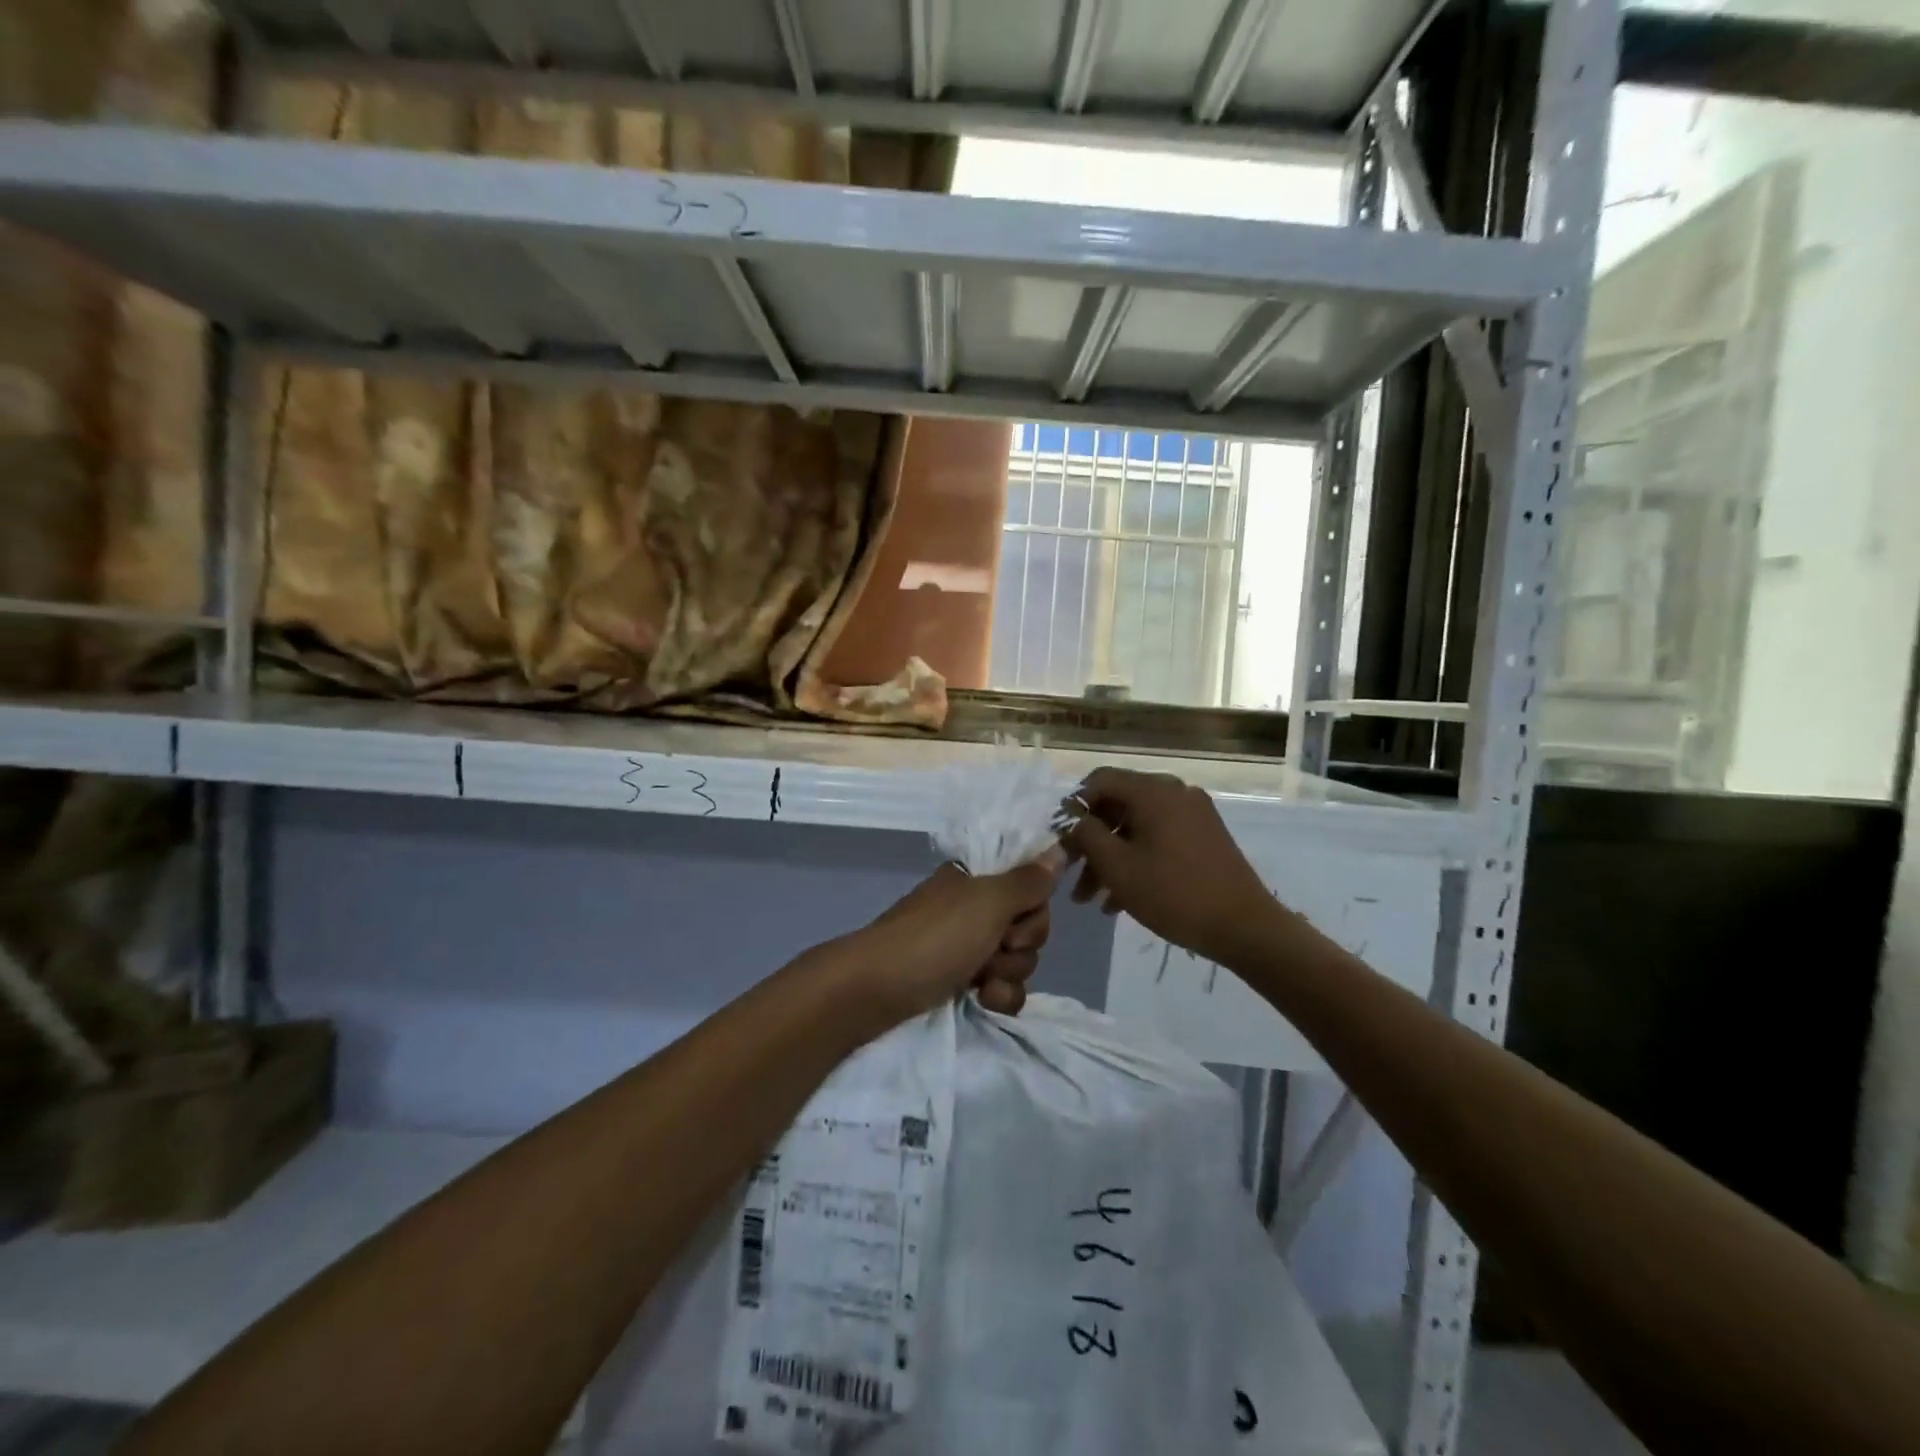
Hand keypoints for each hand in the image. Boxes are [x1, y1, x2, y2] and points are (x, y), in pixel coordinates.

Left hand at [828, 850, 1062, 1030]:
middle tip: (996, 947)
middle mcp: (973, 909)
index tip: (1018, 916)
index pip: (1030, 885)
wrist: (873, 991)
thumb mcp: (987, 902)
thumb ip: (1028, 881)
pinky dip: (998, 995)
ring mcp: (966, 947)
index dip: (1033, 907)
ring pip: (1018, 959)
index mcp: (976, 880)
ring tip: (981, 980)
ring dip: (1008, 973)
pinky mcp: (960, 983)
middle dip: (1021, 943)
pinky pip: (1002, 988)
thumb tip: (1058, 849)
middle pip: (1029, 925)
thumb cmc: (933, 938)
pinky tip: (981, 1000)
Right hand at [1060, 768, 1275, 966]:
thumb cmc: (1173, 893)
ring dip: (1110, 858)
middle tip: (1070, 874)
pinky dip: (1136, 861)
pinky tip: (1118, 901)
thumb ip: (1086, 834)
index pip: (1100, 780)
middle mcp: (1175, 792)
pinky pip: (1158, 839)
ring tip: (1090, 898)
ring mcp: (1193, 814)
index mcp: (1154, 791)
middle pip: (1118, 805)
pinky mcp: (1205, 837)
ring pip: (1137, 827)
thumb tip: (1071, 817)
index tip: (1058, 838)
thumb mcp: (1117, 866)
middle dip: (1090, 841)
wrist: (1245, 927)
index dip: (1073, 806)